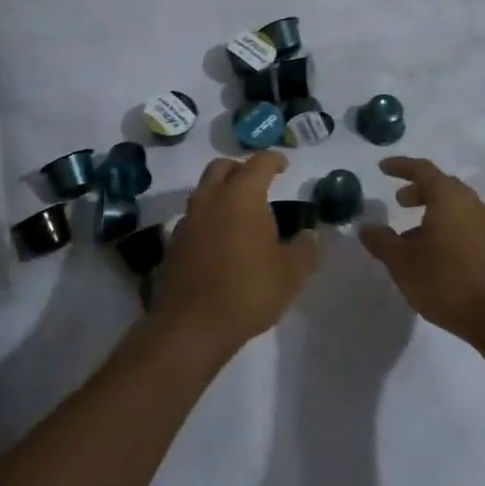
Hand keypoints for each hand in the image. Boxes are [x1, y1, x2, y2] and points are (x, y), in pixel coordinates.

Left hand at [153, 151, 318, 355]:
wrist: (193, 325)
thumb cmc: (248, 290)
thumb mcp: (291, 273)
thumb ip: (304, 249)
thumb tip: (310, 235)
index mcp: (241, 195)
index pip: (259, 163)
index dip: (274, 160)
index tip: (284, 166)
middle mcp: (211, 199)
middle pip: (222, 167)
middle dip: (241, 169)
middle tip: (259, 183)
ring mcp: (188, 220)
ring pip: (204, 191)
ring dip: (221, 192)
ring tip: (240, 212)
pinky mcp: (174, 243)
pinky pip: (193, 218)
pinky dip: (208, 218)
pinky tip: (220, 239)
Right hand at [358, 157, 484, 345]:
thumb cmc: (446, 281)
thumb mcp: (402, 262)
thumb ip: (382, 241)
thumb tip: (366, 228)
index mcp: (448, 197)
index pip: (422, 169)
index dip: (400, 166)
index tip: (382, 168)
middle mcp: (470, 203)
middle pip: (441, 185)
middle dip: (417, 190)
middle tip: (399, 202)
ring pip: (454, 205)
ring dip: (431, 211)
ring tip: (410, 235)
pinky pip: (464, 222)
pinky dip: (445, 225)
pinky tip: (432, 252)